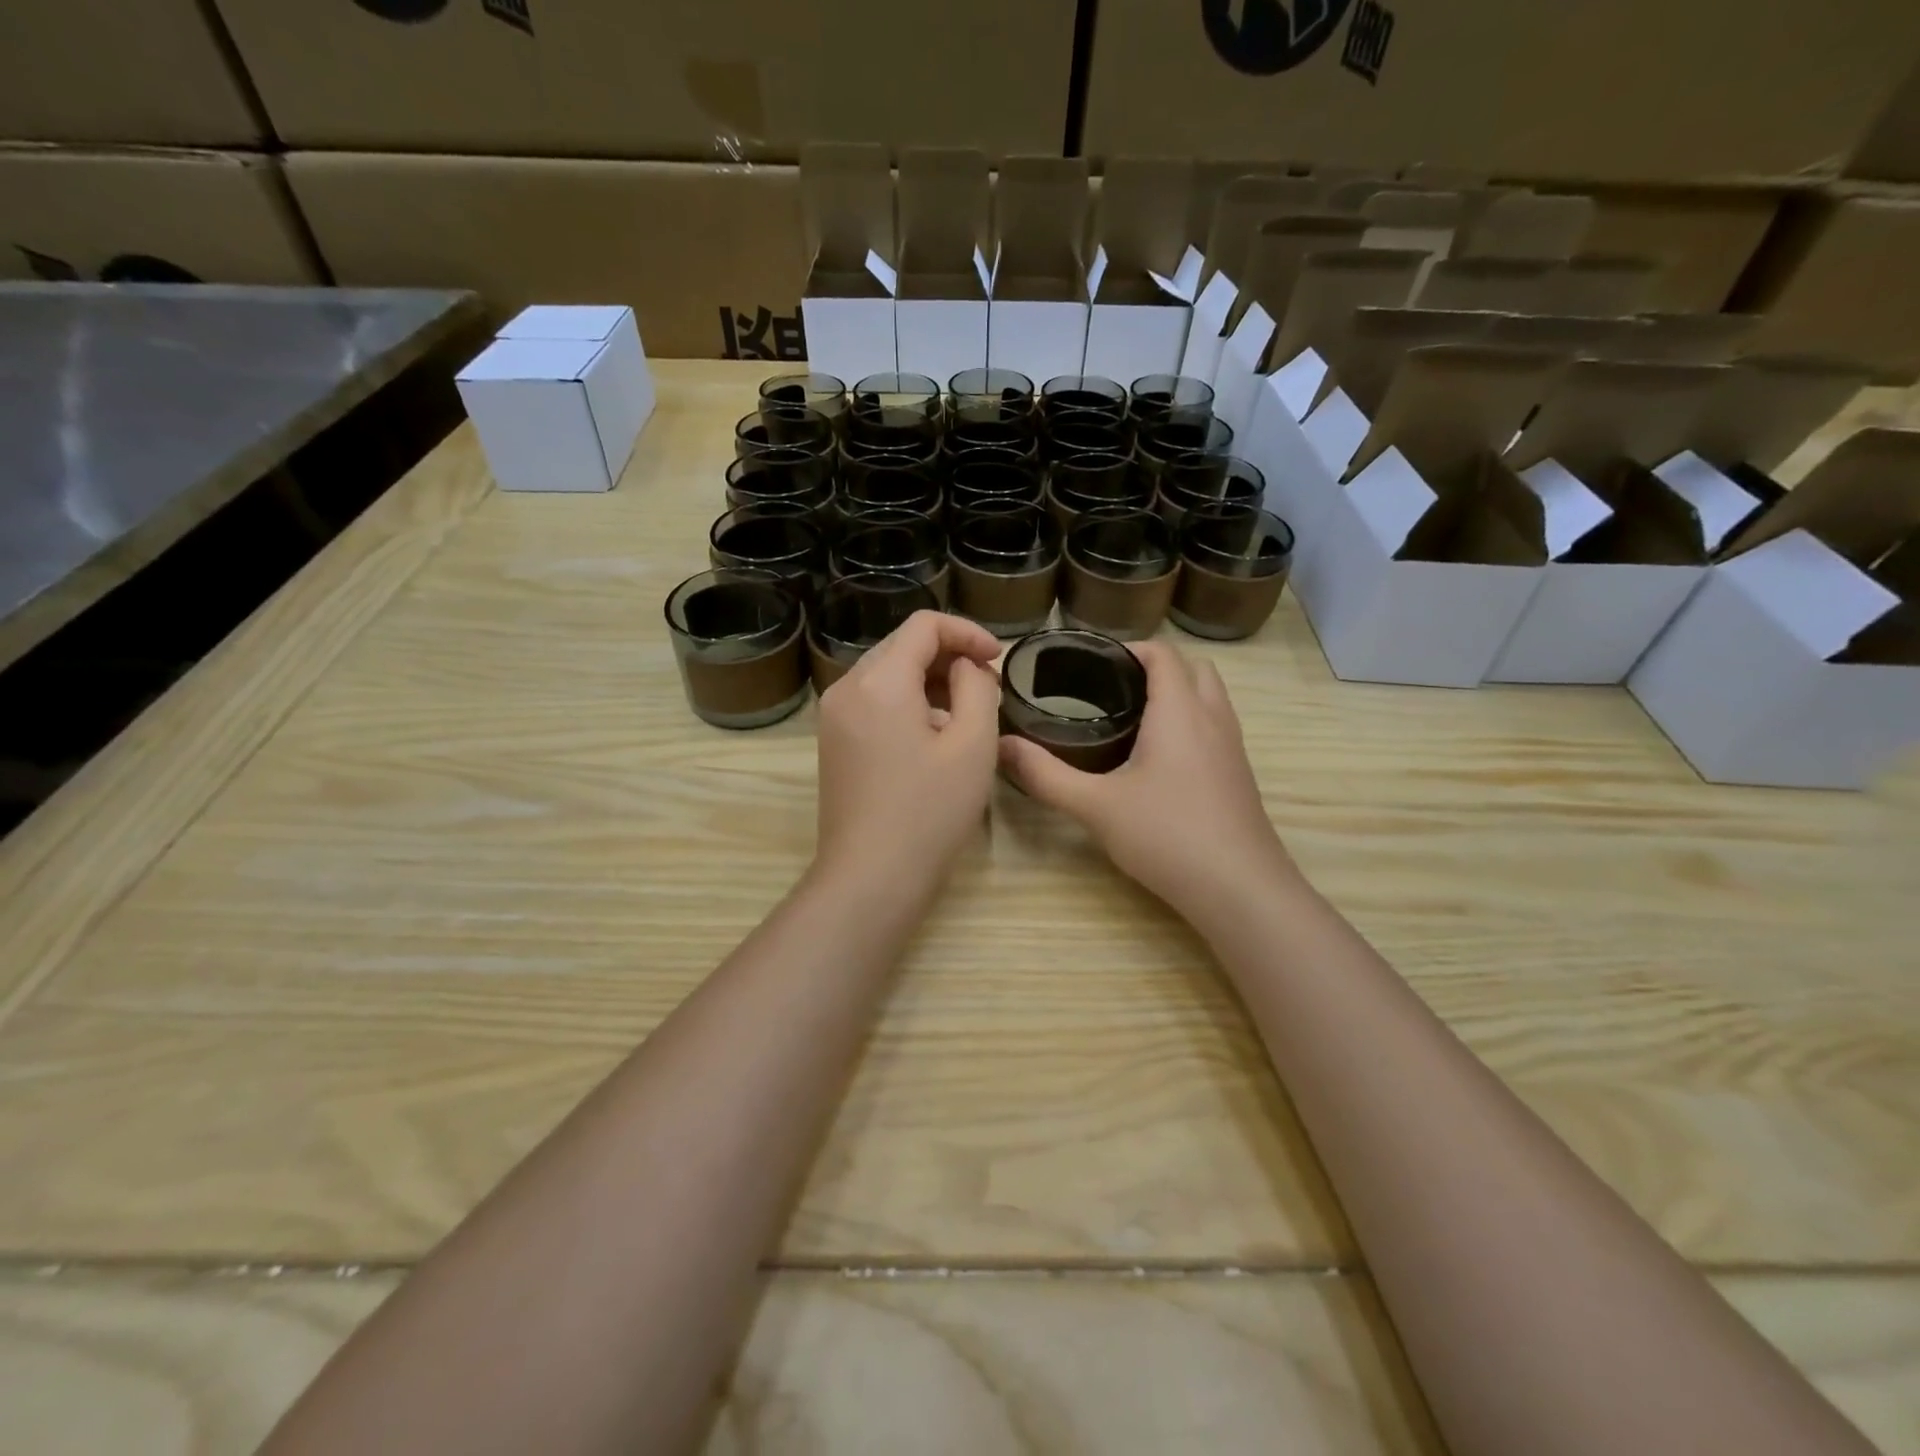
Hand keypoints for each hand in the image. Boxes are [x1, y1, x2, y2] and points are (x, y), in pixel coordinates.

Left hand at [814, 610, 1001, 892]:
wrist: (871, 877)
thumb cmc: (929, 811)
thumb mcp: (972, 744)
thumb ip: (976, 688)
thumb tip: (966, 667)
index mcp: (879, 680)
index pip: (924, 625)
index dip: (967, 632)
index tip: (998, 659)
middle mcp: (847, 688)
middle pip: (902, 646)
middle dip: (949, 656)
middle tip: (987, 686)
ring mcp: (834, 717)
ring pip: (887, 675)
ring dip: (929, 681)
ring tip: (966, 713)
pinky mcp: (833, 743)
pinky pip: (873, 703)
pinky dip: (907, 703)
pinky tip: (933, 737)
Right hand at [998, 641, 1298, 922]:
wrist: (1239, 889)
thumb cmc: (1167, 835)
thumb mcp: (1095, 806)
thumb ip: (1046, 775)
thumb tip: (1001, 746)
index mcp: (1180, 710)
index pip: (1162, 653)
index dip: (1128, 649)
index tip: (1091, 664)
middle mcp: (1213, 718)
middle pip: (1193, 668)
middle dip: (1155, 668)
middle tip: (1111, 690)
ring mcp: (1233, 748)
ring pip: (1209, 698)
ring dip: (1177, 694)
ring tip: (1131, 720)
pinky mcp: (1239, 775)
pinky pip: (1215, 728)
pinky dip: (1190, 724)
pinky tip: (1158, 762)